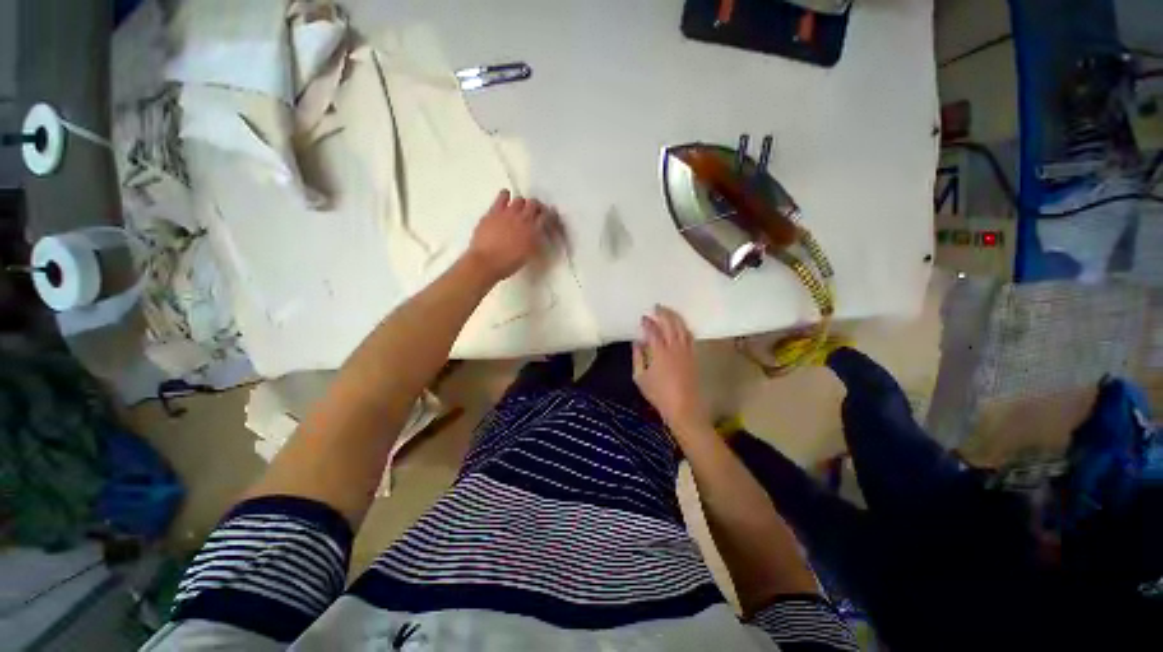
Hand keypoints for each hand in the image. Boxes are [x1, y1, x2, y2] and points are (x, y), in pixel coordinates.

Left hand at [467, 190, 554, 282]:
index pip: (546, 216)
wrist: (487, 262)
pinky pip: (503, 195)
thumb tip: (538, 233)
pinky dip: (506, 196)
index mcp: (534, 231)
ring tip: (518, 209)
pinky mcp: (494, 211)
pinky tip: (505, 199)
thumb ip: (536, 241)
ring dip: (521, 204)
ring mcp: (508, 213)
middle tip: (533, 213)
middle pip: (534, 204)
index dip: (547, 216)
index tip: (545, 218)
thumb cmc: (509, 263)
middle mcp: (524, 219)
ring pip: (519, 199)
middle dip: (536, 207)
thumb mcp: (529, 254)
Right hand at [633, 305, 710, 429]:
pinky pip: (690, 337)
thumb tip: (637, 342)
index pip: (654, 331)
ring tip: (669, 312)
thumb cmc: (659, 395)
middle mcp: (675, 348)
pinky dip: (684, 328)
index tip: (643, 318)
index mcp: (660, 353)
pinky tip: (680, 327)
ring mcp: (687, 351)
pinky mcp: (693, 357)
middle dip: (664, 313)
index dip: (648, 323)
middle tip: (657, 307)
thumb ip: (638, 358)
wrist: (684, 408)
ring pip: (683, 328)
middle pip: (671, 324)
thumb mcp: (640, 378)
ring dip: (676, 317)